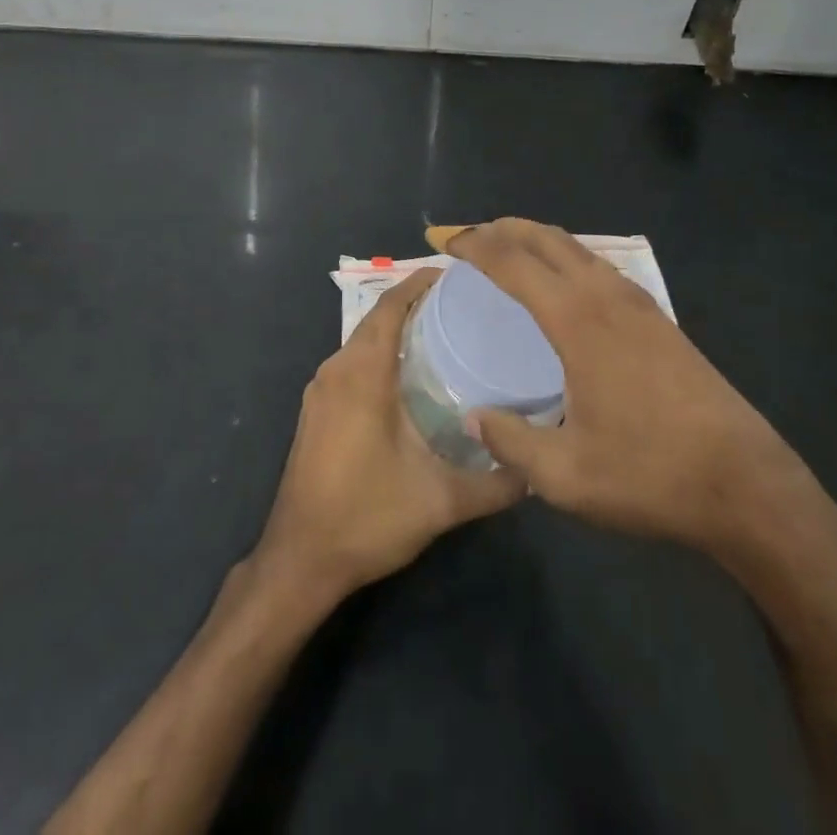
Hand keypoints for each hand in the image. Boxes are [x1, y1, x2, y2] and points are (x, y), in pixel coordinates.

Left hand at [250, 269, 525, 609]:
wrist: (299, 560)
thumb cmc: (367, 518)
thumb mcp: (441, 501)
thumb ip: (495, 483)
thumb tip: (537, 468)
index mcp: (362, 374)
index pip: (390, 306)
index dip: (420, 283)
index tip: (457, 275)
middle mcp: (336, 370)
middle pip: (376, 318)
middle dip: (415, 303)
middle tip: (464, 305)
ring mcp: (320, 390)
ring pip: (362, 341)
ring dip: (396, 329)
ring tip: (444, 333)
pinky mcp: (316, 410)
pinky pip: (352, 362)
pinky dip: (380, 352)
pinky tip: (410, 375)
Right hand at [446, 219, 836, 587]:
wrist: (746, 485)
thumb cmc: (650, 475)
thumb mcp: (566, 475)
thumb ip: (512, 442)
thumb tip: (475, 417)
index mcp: (578, 321)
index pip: (514, 263)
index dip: (475, 246)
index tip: (446, 243)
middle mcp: (607, 297)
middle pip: (547, 239)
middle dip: (504, 229)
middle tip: (469, 237)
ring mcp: (640, 304)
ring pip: (579, 249)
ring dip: (538, 240)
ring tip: (509, 251)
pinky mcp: (661, 320)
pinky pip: (601, 268)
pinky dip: (568, 258)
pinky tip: (564, 286)